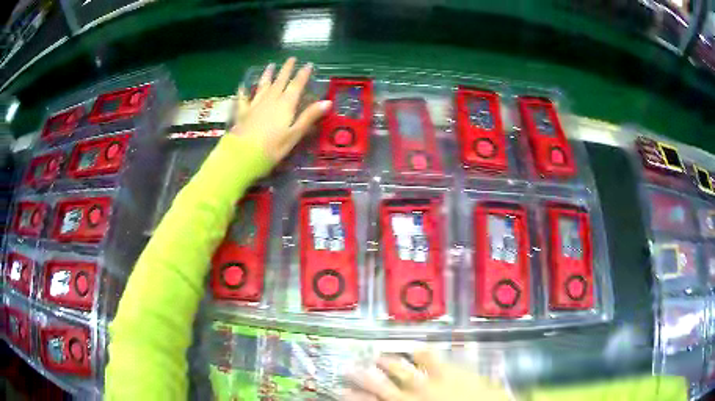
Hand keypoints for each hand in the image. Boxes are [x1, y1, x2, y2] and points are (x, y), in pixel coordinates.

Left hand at [232, 57, 330, 162]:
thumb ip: (309, 117)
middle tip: (291, 59)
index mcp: (285, 104)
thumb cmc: (272, 148)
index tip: (308, 64)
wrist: (243, 155)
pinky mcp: (243, 112)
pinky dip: (244, 91)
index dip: (303, 74)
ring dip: (268, 75)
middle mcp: (271, 99)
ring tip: (271, 66)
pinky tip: (243, 86)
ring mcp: (255, 104)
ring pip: (263, 85)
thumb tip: (328, 102)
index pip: (296, 85)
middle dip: (286, 69)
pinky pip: (244, 98)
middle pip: (280, 81)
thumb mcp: (294, 134)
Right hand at [345, 350, 510, 400]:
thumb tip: (393, 399)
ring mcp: (431, 383)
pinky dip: (423, 352)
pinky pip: (433, 358)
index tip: (340, 390)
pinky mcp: (450, 372)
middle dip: (363, 377)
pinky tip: (416, 347)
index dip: (355, 397)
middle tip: (348, 368)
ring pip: (402, 370)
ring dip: (387, 362)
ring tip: (375, 354)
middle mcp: (412, 397)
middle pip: (380, 386)